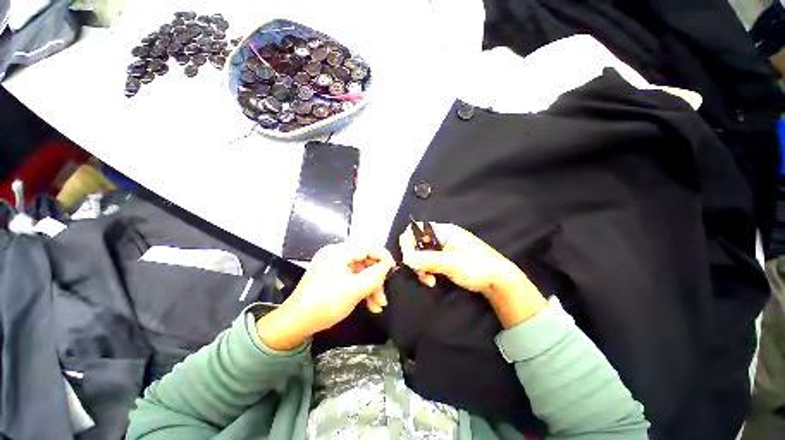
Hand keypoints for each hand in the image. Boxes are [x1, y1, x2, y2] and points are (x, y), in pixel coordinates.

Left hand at [256, 243, 394, 349]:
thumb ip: (374, 276)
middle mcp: (336, 254)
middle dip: (377, 278)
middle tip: (384, 294)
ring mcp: (335, 265)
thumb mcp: (353, 291)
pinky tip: (370, 304)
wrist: (295, 324)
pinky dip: (363, 289)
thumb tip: (387, 266)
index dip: (383, 256)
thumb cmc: (323, 305)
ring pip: (361, 271)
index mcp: (337, 253)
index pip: (367, 246)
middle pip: (365, 260)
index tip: (393, 269)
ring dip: (372, 287)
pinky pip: (354, 277)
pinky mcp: (334, 275)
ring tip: (378, 305)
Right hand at [400, 223, 546, 327]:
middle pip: (417, 242)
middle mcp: (441, 237)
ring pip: (422, 254)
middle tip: (420, 273)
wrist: (499, 280)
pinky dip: (427, 270)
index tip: (407, 258)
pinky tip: (432, 280)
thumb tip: (405, 258)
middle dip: (415, 258)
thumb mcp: (452, 263)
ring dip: (421, 267)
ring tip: (429, 280)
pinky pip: (429, 261)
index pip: (417, 229)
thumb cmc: (478, 267)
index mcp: (444, 231)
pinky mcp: (445, 258)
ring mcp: (443, 248)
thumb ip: (428, 260)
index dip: (408, 241)